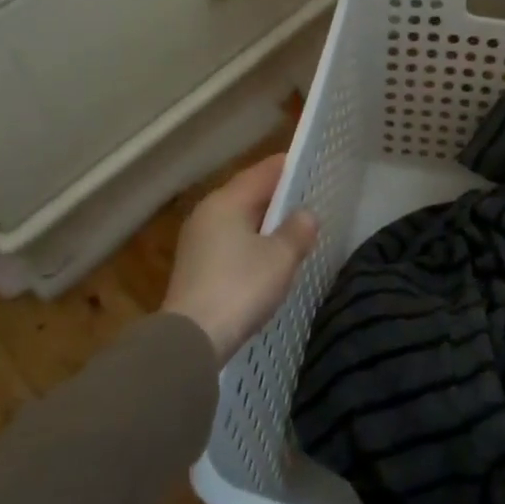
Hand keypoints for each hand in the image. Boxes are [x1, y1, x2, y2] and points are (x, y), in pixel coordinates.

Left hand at [162, 153, 318, 364]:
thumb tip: (305, 215)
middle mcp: (208, 214)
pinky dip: (253, 240)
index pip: (263, 172)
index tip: (312, 163)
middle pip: (248, 193)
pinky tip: (270, 254)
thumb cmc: (240, 288)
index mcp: (226, 202)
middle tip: (309, 195)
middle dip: (278, 194)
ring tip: (295, 225)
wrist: (192, 340)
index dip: (289, 166)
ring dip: (266, 220)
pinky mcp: (197, 267)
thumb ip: (297, 230)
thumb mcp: (280, 257)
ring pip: (239, 219)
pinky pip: (232, 241)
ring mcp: (198, 241)